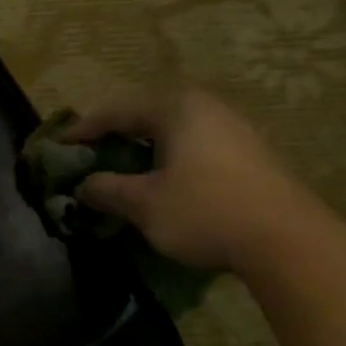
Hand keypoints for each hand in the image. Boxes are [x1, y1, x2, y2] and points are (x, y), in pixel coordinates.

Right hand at [66, 87, 323, 274]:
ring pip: (174, 131)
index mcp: (176, 109)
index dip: (84, 129)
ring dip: (144, 149)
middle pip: (147, 115)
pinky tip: (163, 182)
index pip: (117, 111)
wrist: (286, 239)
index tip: (60, 145)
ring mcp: (233, 128)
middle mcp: (206, 107)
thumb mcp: (144, 204)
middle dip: (115, 136)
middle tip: (90, 155)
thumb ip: (107, 191)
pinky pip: (195, 146)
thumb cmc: (205, 211)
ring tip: (122, 170)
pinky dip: (169, 159)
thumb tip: (84, 187)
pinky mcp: (250, 153)